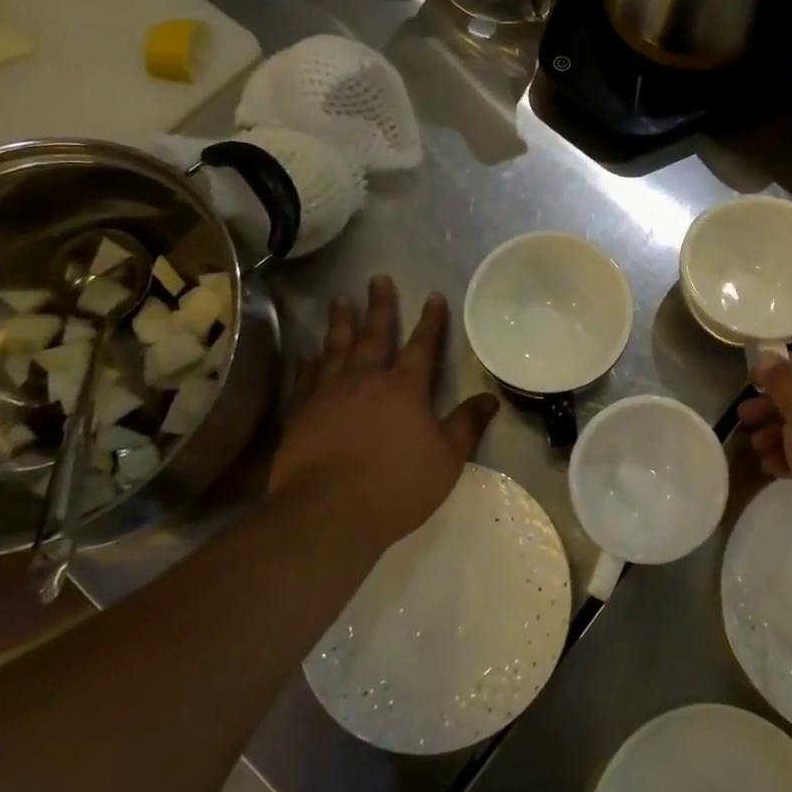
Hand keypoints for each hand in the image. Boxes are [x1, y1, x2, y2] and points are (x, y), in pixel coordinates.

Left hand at [267, 276, 498, 558]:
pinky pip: (306, 378)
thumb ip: (466, 426)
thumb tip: (490, 399)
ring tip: (341, 300)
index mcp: (404, 388)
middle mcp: (366, 380)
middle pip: (374, 335)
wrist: (327, 512)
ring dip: (341, 322)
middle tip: (377, 279)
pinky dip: (310, 361)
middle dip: (380, 306)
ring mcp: (329, 394)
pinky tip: (309, 351)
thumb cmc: (396, 485)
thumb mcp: (446, 459)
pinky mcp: (301, 413)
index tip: (434, 296)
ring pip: (336, 348)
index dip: (431, 321)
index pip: (422, 346)